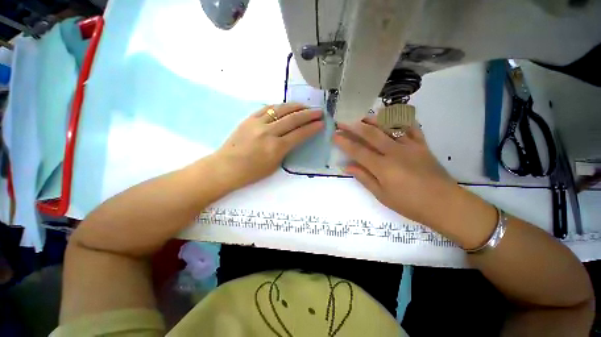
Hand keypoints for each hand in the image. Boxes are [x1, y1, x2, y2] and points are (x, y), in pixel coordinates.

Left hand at [214, 103, 323, 188]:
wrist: (226, 167)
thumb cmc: (252, 172)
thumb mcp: (274, 165)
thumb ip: (285, 150)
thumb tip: (293, 138)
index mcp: (276, 148)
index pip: (299, 134)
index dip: (312, 128)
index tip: (321, 123)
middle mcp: (268, 133)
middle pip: (293, 119)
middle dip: (308, 114)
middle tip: (319, 112)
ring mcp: (258, 123)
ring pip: (281, 110)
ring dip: (296, 107)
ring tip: (305, 106)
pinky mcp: (249, 119)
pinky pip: (267, 108)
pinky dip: (279, 106)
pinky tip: (286, 107)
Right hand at [333, 116, 455, 227]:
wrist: (445, 204)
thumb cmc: (410, 203)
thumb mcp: (382, 195)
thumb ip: (364, 178)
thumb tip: (347, 167)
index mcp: (383, 167)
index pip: (358, 151)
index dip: (344, 142)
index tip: (334, 135)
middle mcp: (395, 152)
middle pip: (370, 134)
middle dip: (353, 126)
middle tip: (342, 121)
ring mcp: (410, 146)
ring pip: (389, 126)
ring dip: (373, 119)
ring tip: (362, 117)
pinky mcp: (422, 145)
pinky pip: (411, 127)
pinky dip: (401, 119)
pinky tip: (392, 116)